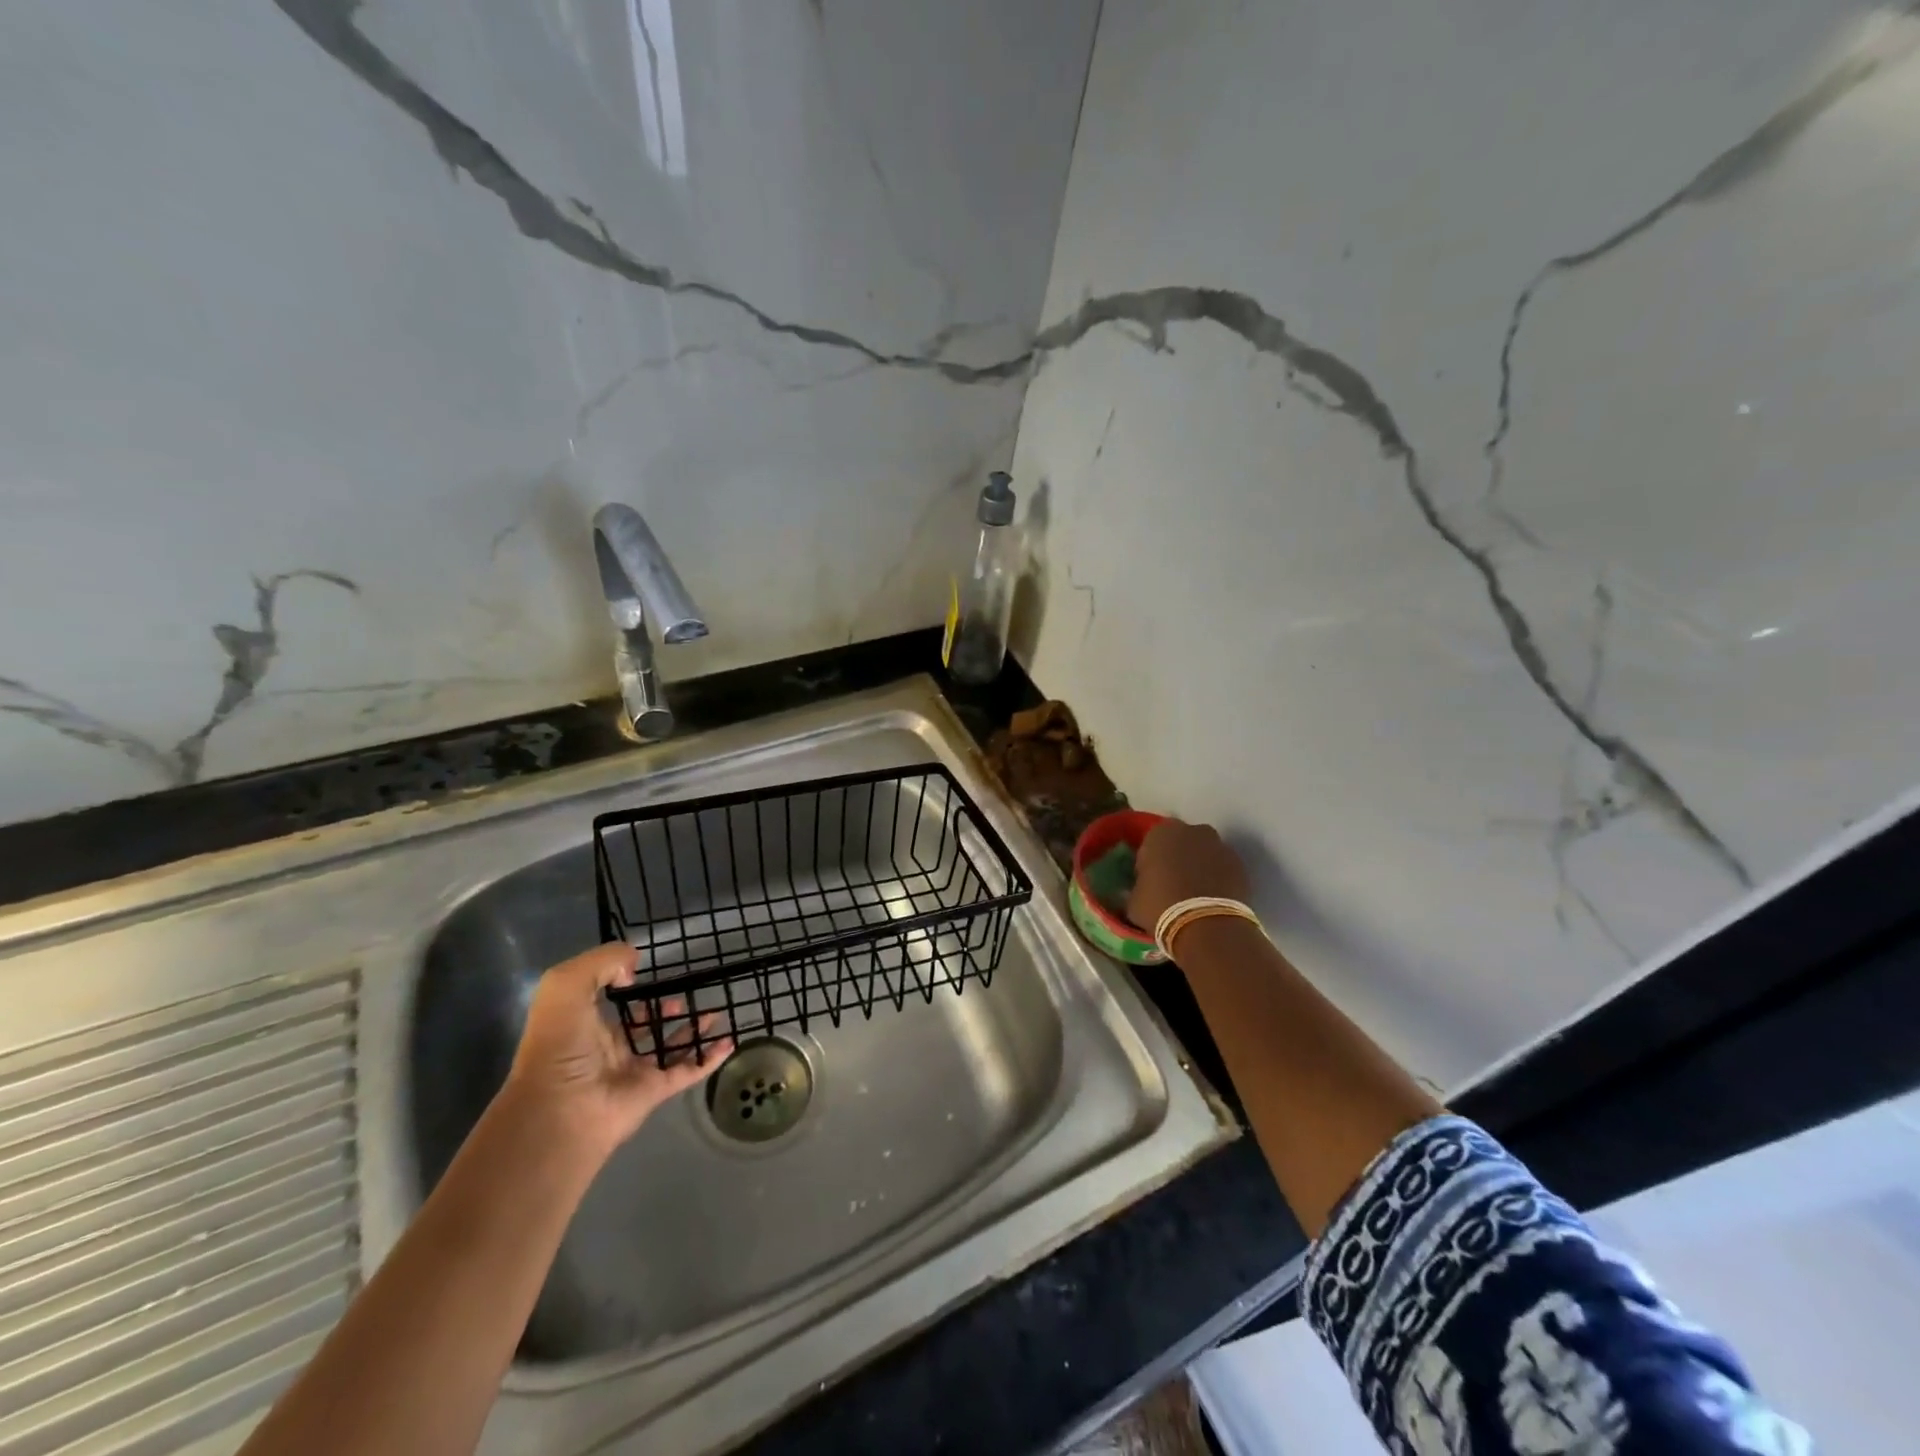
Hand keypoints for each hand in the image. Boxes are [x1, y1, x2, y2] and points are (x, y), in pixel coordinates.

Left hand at [501, 943, 730, 1164]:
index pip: (612, 1005)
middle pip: (644, 1027)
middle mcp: (609, 1051)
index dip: (628, 988)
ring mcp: (634, 1073)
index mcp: (585, 1027)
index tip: (647, 974)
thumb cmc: (560, 1045)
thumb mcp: (566, 985)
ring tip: (715, 1013)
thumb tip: (633, 968)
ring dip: (692, 1032)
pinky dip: (709, 1058)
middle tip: (685, 997)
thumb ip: (601, 962)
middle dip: (664, 1011)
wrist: (561, 1109)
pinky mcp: (655, 1091)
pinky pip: (688, 1071)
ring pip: (670, 1048)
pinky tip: (728, 1042)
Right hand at [1127, 820, 1251, 932]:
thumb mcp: (1134, 900)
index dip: (1149, 862)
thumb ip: (1137, 887)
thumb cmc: (1160, 907)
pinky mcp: (1239, 865)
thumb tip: (1142, 891)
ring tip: (1194, 894)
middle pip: (1180, 843)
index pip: (1150, 844)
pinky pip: (1222, 868)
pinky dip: (1217, 878)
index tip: (1149, 881)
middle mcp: (1191, 831)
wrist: (1206, 925)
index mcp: (1160, 833)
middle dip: (1177, 858)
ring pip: (1203, 853)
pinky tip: (1212, 899)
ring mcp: (1219, 846)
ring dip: (1199, 867)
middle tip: (1171, 885)